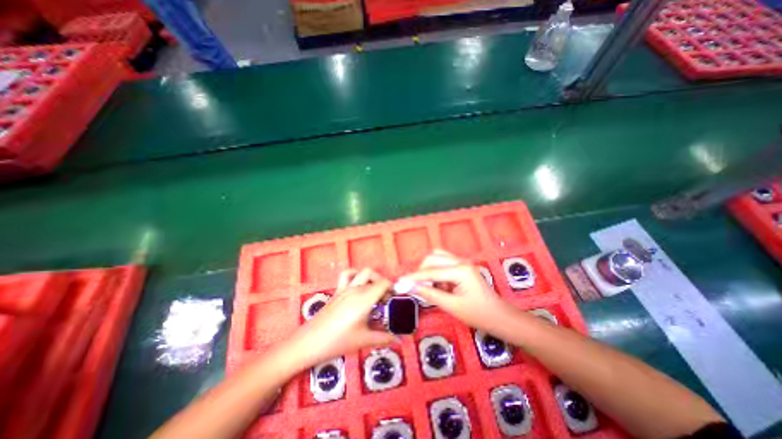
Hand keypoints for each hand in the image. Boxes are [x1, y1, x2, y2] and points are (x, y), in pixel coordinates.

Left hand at [287, 268, 396, 365]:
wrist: (309, 342)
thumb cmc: (338, 341)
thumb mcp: (364, 340)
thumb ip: (384, 338)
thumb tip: (399, 340)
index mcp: (364, 299)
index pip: (384, 283)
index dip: (392, 288)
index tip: (393, 299)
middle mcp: (356, 289)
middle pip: (375, 277)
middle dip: (383, 284)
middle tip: (385, 300)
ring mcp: (345, 288)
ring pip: (362, 272)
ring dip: (371, 277)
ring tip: (373, 291)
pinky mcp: (337, 291)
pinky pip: (347, 275)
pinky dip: (355, 274)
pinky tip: (357, 284)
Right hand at [399, 249, 510, 331]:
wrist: (499, 317)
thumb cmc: (478, 314)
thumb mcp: (452, 306)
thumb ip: (430, 294)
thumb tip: (411, 287)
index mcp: (460, 270)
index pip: (431, 271)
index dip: (413, 277)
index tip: (399, 283)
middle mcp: (460, 261)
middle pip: (432, 258)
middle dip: (422, 271)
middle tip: (417, 288)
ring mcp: (462, 262)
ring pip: (437, 257)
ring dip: (428, 269)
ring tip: (428, 286)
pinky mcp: (462, 266)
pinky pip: (443, 263)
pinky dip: (436, 271)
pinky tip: (439, 285)